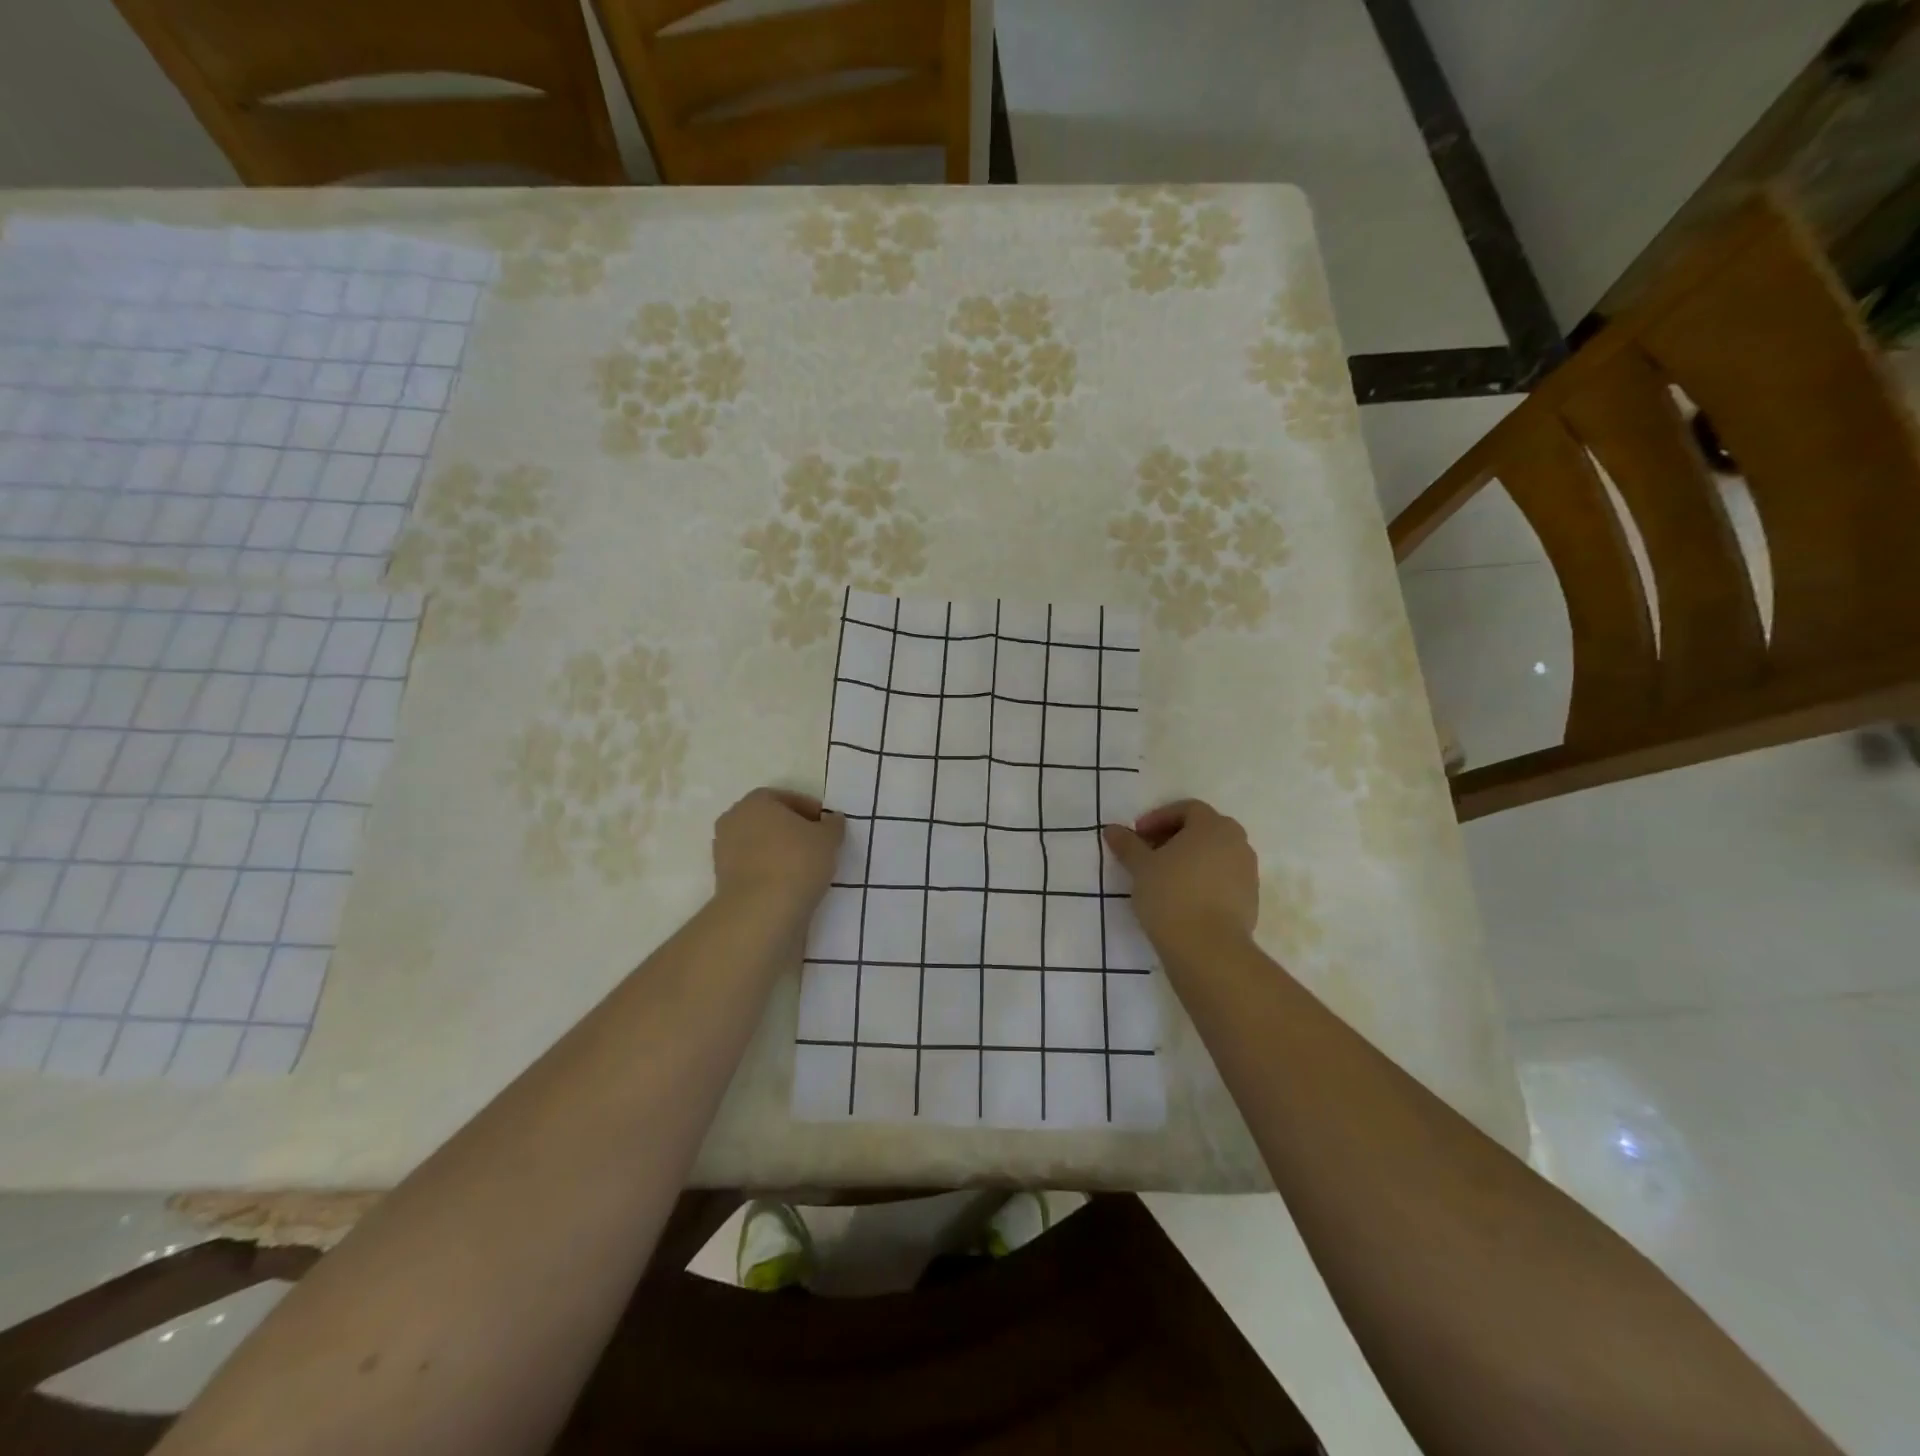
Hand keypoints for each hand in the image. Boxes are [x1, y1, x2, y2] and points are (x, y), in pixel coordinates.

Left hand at [712, 788, 844, 920]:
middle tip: (818, 845)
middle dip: (793, 830)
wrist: (760, 912)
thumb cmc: (796, 862)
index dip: (811, 810)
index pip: (788, 798)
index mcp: (756, 801)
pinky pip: (754, 867)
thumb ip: (833, 825)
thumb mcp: (828, 839)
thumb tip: (832, 820)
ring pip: (760, 845)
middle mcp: (734, 819)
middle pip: (770, 820)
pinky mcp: (722, 879)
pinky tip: (790, 884)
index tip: (827, 827)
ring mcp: (723, 850)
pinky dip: (770, 872)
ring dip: (780, 852)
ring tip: (806, 868)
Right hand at [1104, 799, 1257, 953]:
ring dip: (1190, 859)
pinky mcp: (1250, 899)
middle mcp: (1237, 842)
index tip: (1138, 835)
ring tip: (1164, 877)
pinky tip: (1183, 898)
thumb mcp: (1140, 867)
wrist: (1208, 949)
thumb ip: (1128, 844)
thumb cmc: (1171, 895)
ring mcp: (1248, 871)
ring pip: (1215, 854)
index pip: (1187, 809)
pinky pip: (1224, 878)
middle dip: (1175, 837)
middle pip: (1204, 829)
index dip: (1159, 818)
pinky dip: (1203, 879)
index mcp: (1213, 826)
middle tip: (1150, 853)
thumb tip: (1112, 829)